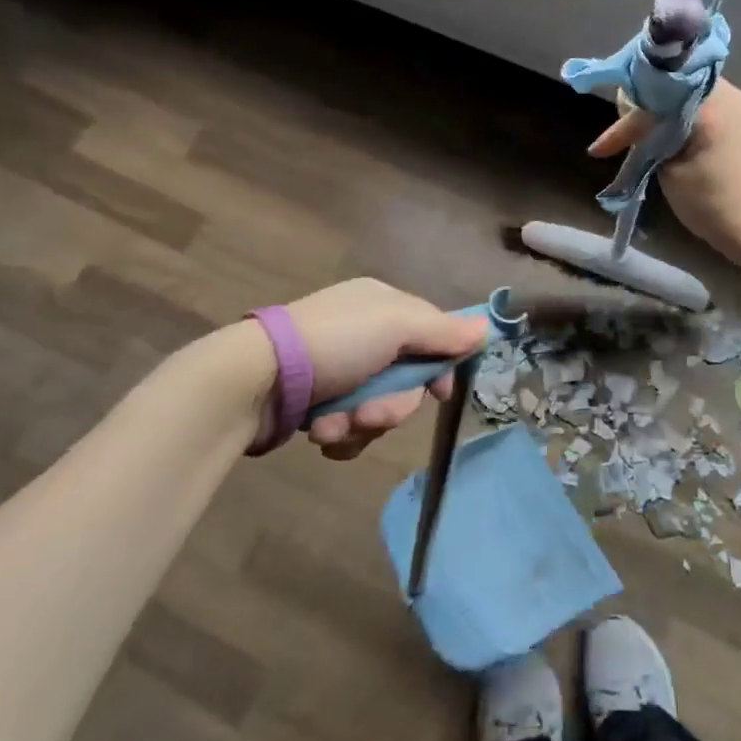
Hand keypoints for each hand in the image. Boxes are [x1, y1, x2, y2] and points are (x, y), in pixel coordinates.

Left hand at [286, 278, 487, 459]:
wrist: (254, 381)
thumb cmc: (333, 343)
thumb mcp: (396, 325)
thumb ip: (443, 331)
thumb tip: (486, 328)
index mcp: (383, 306)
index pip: (432, 334)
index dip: (439, 365)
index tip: (439, 392)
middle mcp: (364, 334)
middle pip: (406, 380)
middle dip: (391, 405)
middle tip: (369, 414)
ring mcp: (338, 369)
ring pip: (379, 408)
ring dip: (362, 424)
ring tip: (331, 425)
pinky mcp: (316, 402)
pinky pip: (350, 426)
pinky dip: (340, 434)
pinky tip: (319, 432)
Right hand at [588, 80, 740, 265]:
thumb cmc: (716, 207)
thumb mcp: (671, 175)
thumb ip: (653, 141)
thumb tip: (642, 126)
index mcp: (711, 105)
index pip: (655, 97)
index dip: (625, 122)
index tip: (601, 148)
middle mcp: (735, 96)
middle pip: (678, 87)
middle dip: (648, 108)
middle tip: (626, 133)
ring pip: (697, 98)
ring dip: (670, 115)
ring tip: (649, 138)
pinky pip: (716, 110)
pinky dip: (692, 121)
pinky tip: (679, 140)